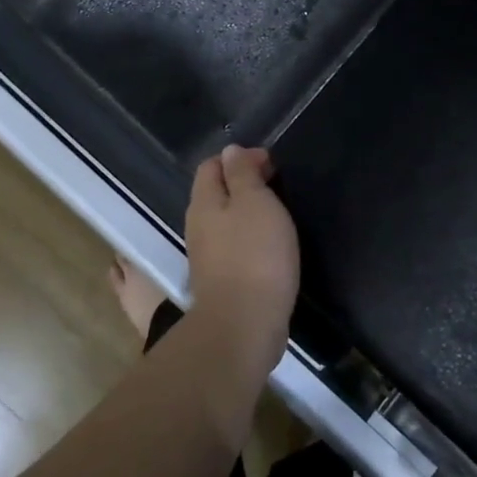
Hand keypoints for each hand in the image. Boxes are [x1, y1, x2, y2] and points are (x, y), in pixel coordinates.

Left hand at [184, 145, 299, 382]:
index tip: (272, 166)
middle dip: (244, 185)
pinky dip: (250, 240)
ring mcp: (207, 257)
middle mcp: (198, 226)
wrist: (244, 325)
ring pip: (224, 222)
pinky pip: (233, 248)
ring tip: (278, 218)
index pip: (211, 166)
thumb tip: (230, 151)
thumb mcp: (254, 202)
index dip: (240, 158)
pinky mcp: (221, 282)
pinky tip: (270, 249)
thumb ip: (242, 174)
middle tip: (278, 189)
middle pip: (216, 193)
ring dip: (248, 214)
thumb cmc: (253, 255)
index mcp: (203, 202)